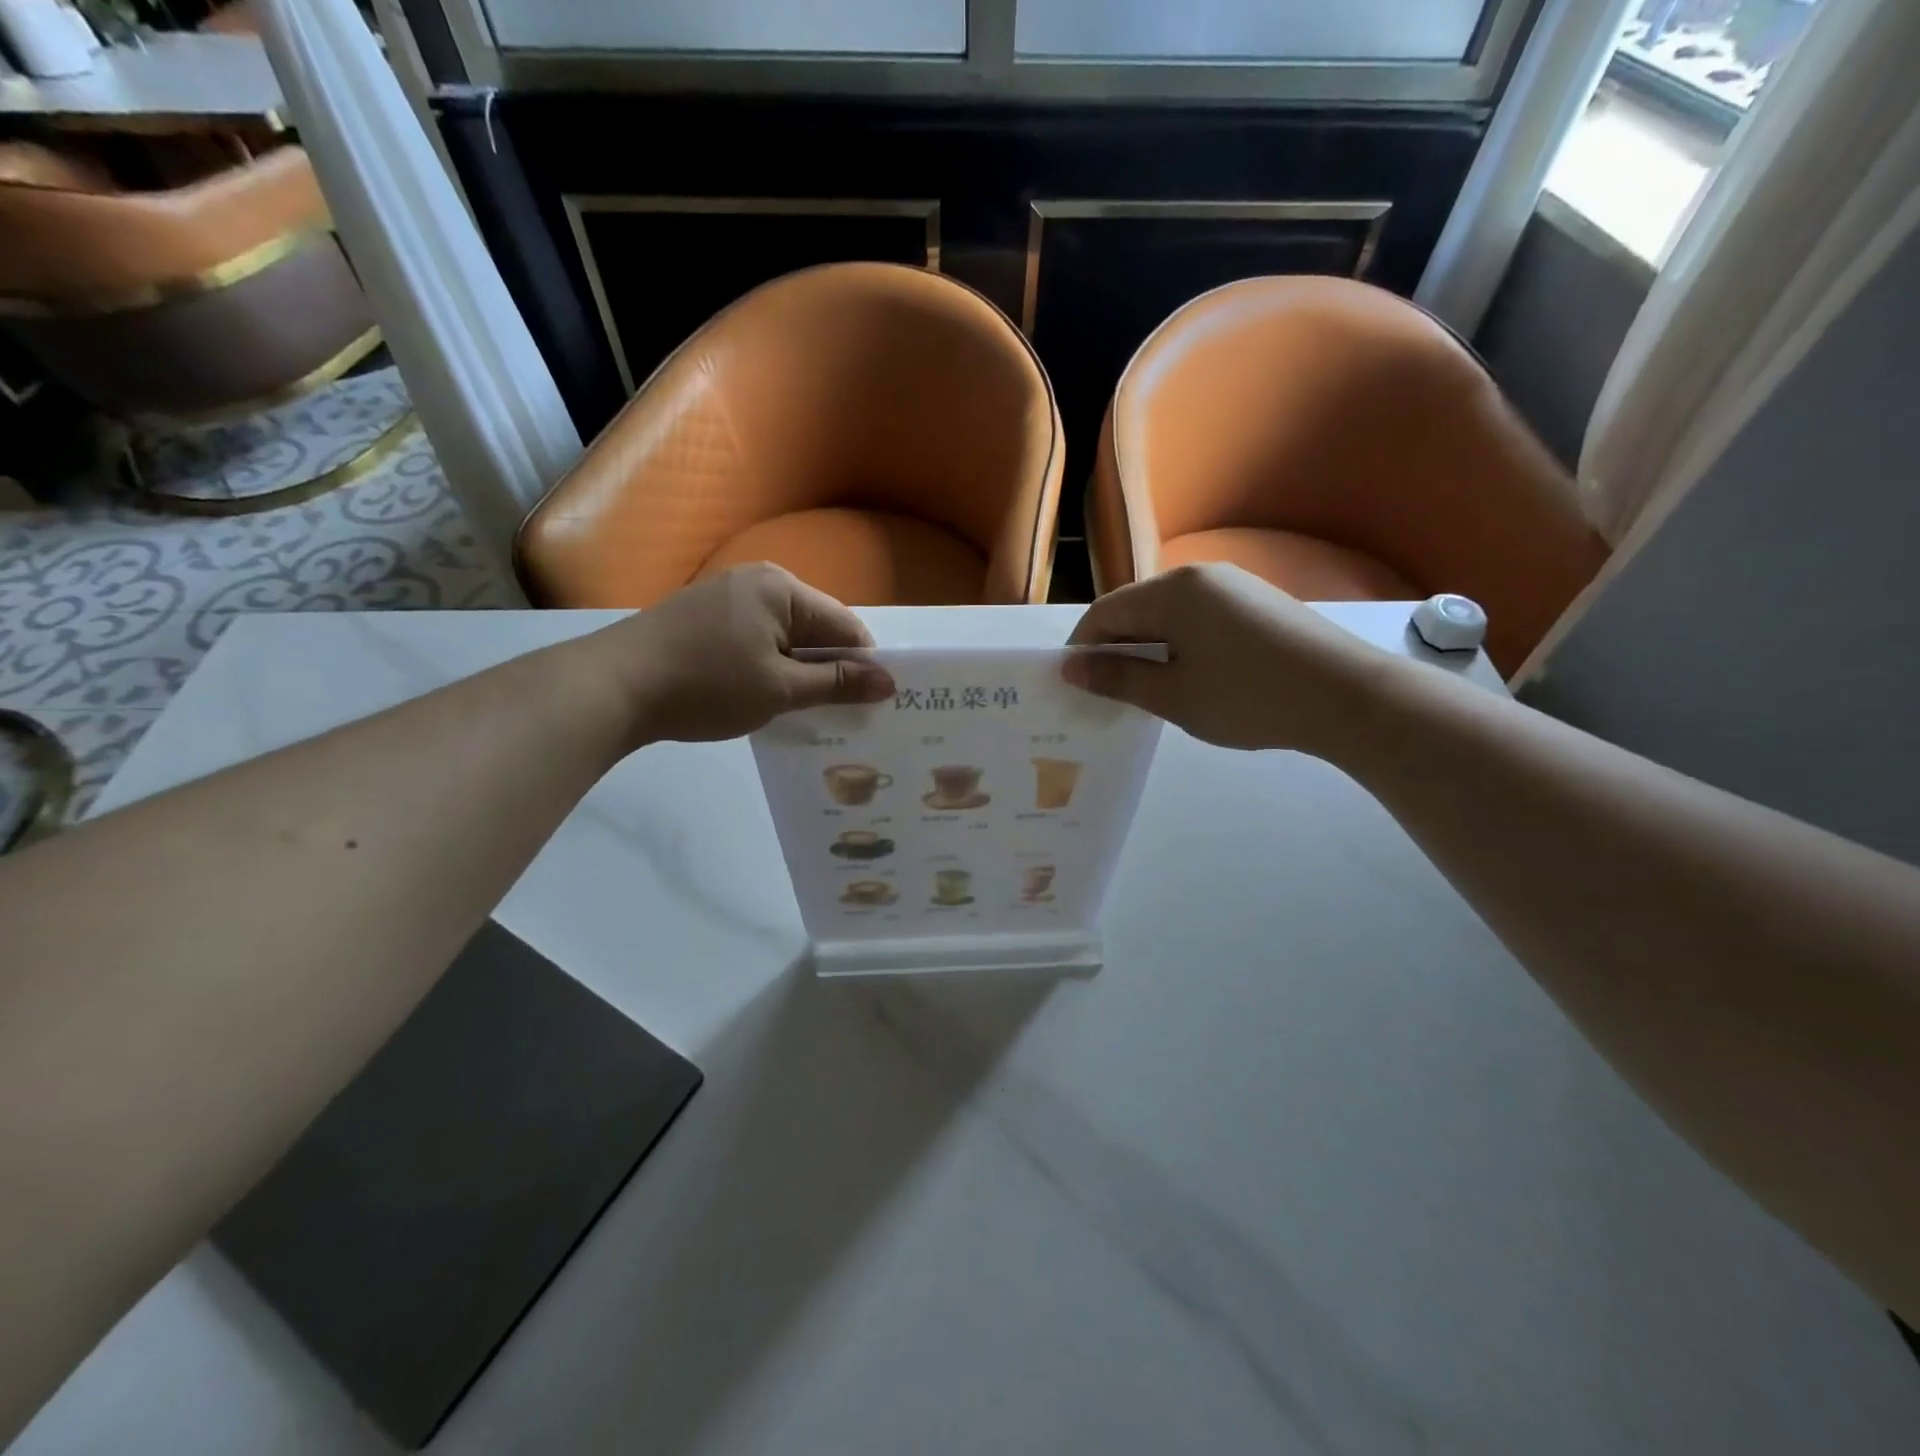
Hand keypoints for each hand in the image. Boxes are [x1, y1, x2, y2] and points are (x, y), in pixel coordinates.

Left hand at [581, 564, 895, 745]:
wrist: (613, 686)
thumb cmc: (706, 684)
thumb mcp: (780, 689)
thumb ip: (837, 684)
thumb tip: (889, 682)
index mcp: (781, 588)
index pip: (845, 624)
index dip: (864, 664)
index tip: (874, 703)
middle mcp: (757, 581)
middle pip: (815, 628)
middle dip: (831, 669)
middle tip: (843, 714)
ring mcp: (726, 597)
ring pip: (785, 637)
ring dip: (799, 671)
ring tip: (806, 711)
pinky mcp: (704, 618)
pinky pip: (756, 640)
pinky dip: (769, 667)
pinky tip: (765, 697)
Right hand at [1062, 564, 1399, 756]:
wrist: (1347, 696)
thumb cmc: (1248, 697)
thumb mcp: (1173, 696)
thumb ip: (1118, 679)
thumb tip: (1072, 669)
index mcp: (1172, 591)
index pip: (1105, 612)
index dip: (1082, 647)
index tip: (1073, 684)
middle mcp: (1199, 576)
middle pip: (1137, 608)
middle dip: (1114, 648)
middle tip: (1106, 692)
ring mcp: (1233, 585)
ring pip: (1169, 614)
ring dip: (1147, 647)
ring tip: (1146, 689)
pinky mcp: (1258, 602)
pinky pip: (1199, 618)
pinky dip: (1180, 644)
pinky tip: (1189, 676)